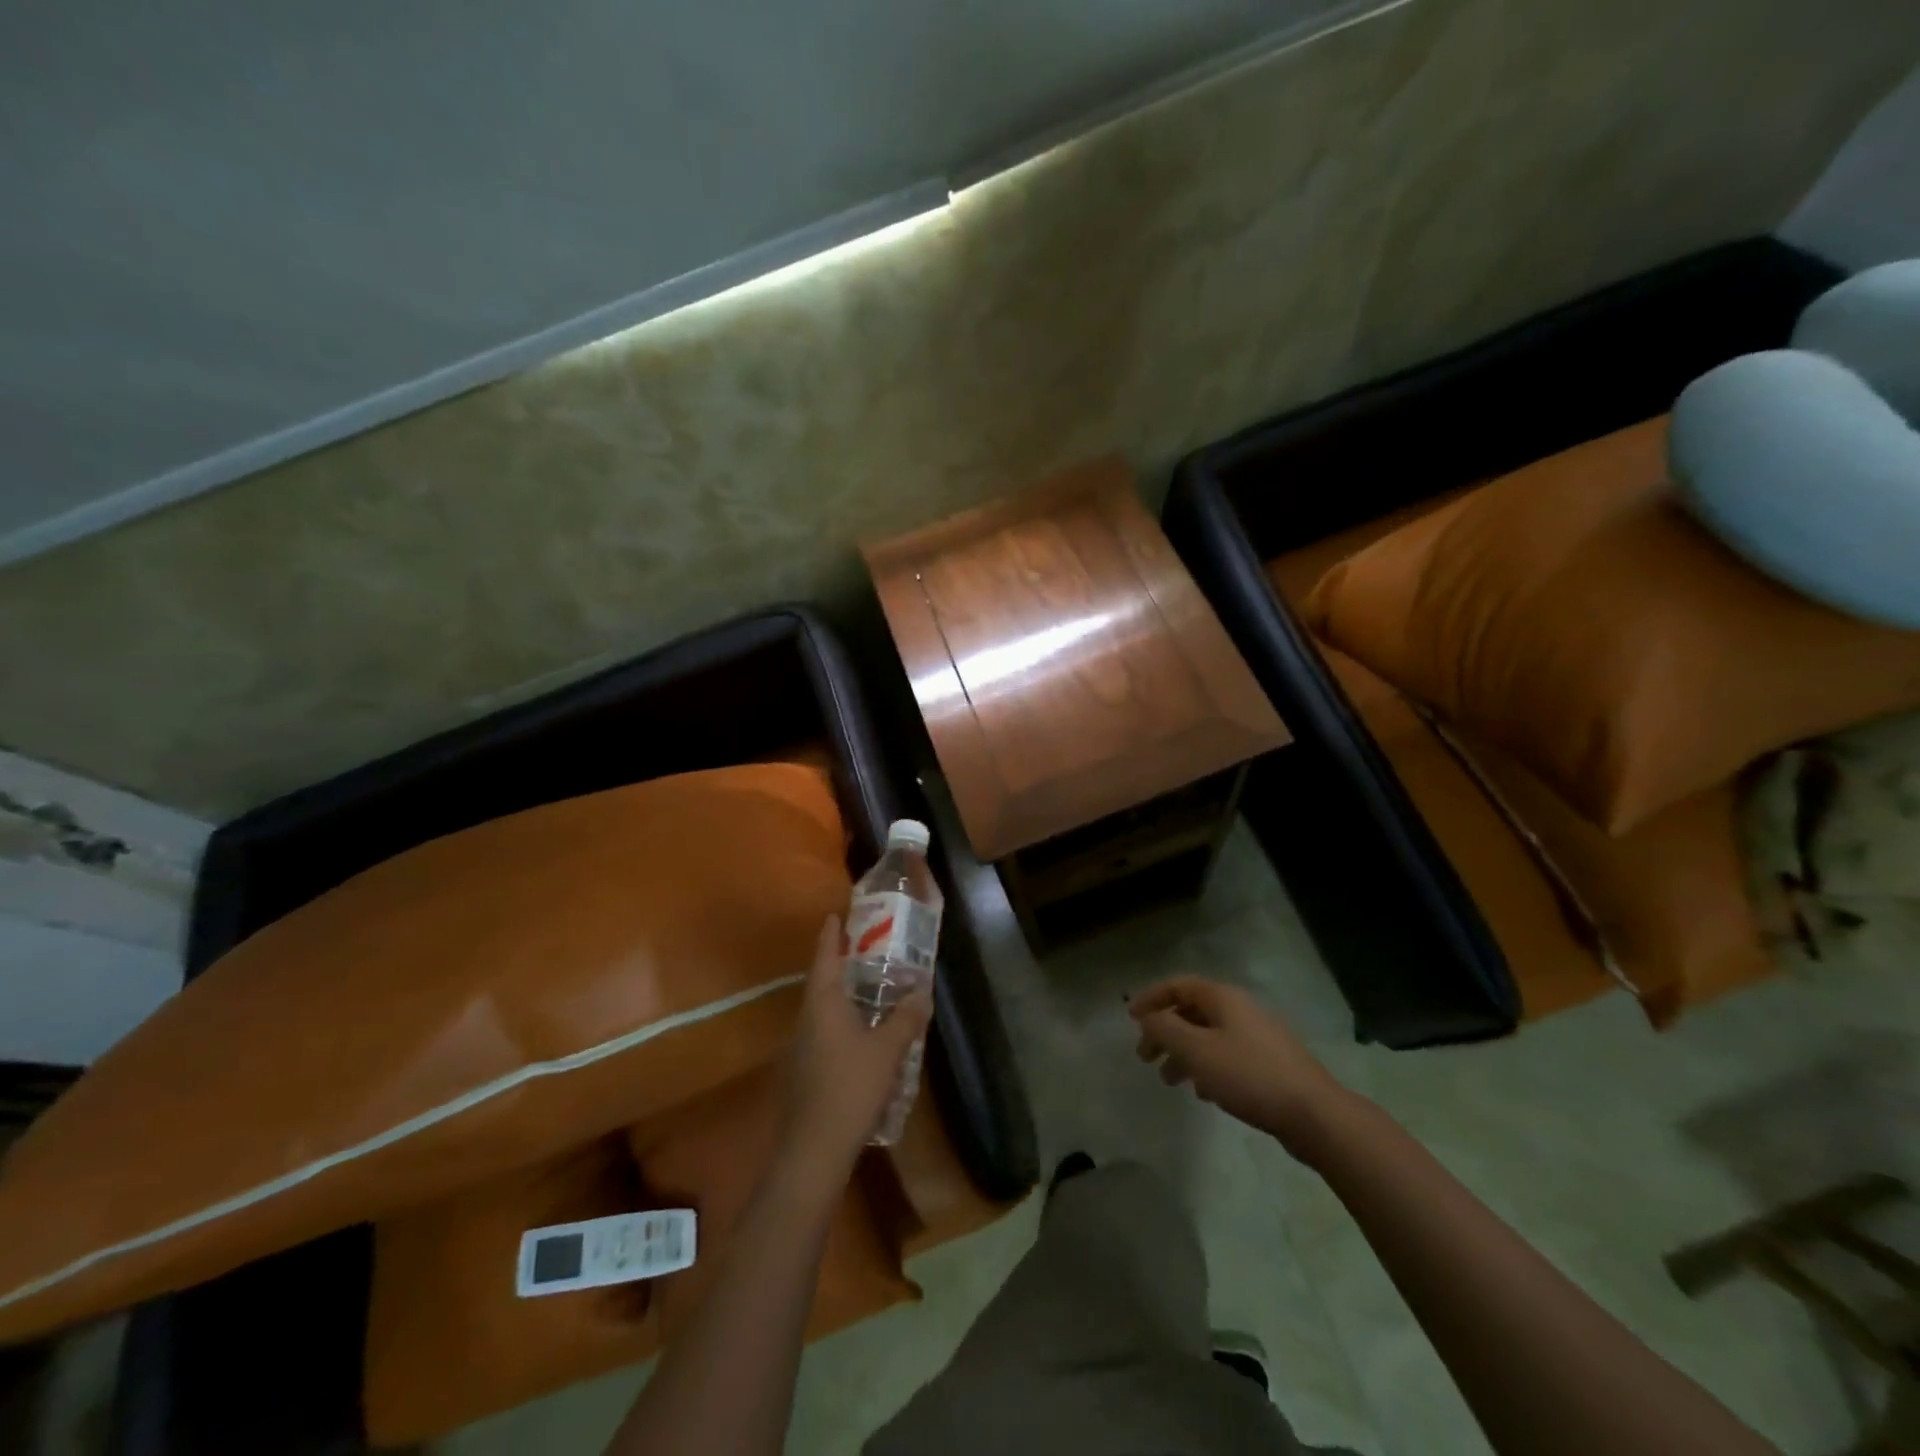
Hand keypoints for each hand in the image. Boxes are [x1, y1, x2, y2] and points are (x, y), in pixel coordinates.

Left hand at [780, 916, 932, 1190]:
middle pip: (822, 981)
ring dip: (843, 995)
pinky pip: (825, 1032)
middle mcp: (807, 1017)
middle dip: (841, 963)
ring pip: (823, 1009)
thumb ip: (906, 1018)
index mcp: (823, 1003)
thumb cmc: (851, 1087)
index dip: (831, 935)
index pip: (825, 957)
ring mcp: (802, 1045)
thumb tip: (921, 990)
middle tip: (866, 949)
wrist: (814, 1148)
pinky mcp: (804, 1069)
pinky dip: (843, 1022)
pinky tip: (863, 1036)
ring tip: (870, 989)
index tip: (836, 915)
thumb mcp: (888, 1050)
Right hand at [1129, 976, 1353, 1164]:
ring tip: (1169, 1081)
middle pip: (1192, 1011)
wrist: (1315, 1114)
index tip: (1130, 1017)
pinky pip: (1227, 1056)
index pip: (1178, 985)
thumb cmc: (1248, 1075)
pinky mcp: (1270, 1064)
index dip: (1151, 997)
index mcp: (1223, 998)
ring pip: (1209, 1036)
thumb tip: (1148, 1018)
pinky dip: (1206, 1066)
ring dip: (1183, 1053)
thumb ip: (1165, 1029)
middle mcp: (1241, 1009)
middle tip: (1145, 1056)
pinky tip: (1203, 1092)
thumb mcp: (1196, 1050)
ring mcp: (1259, 1037)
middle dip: (1165, 1031)